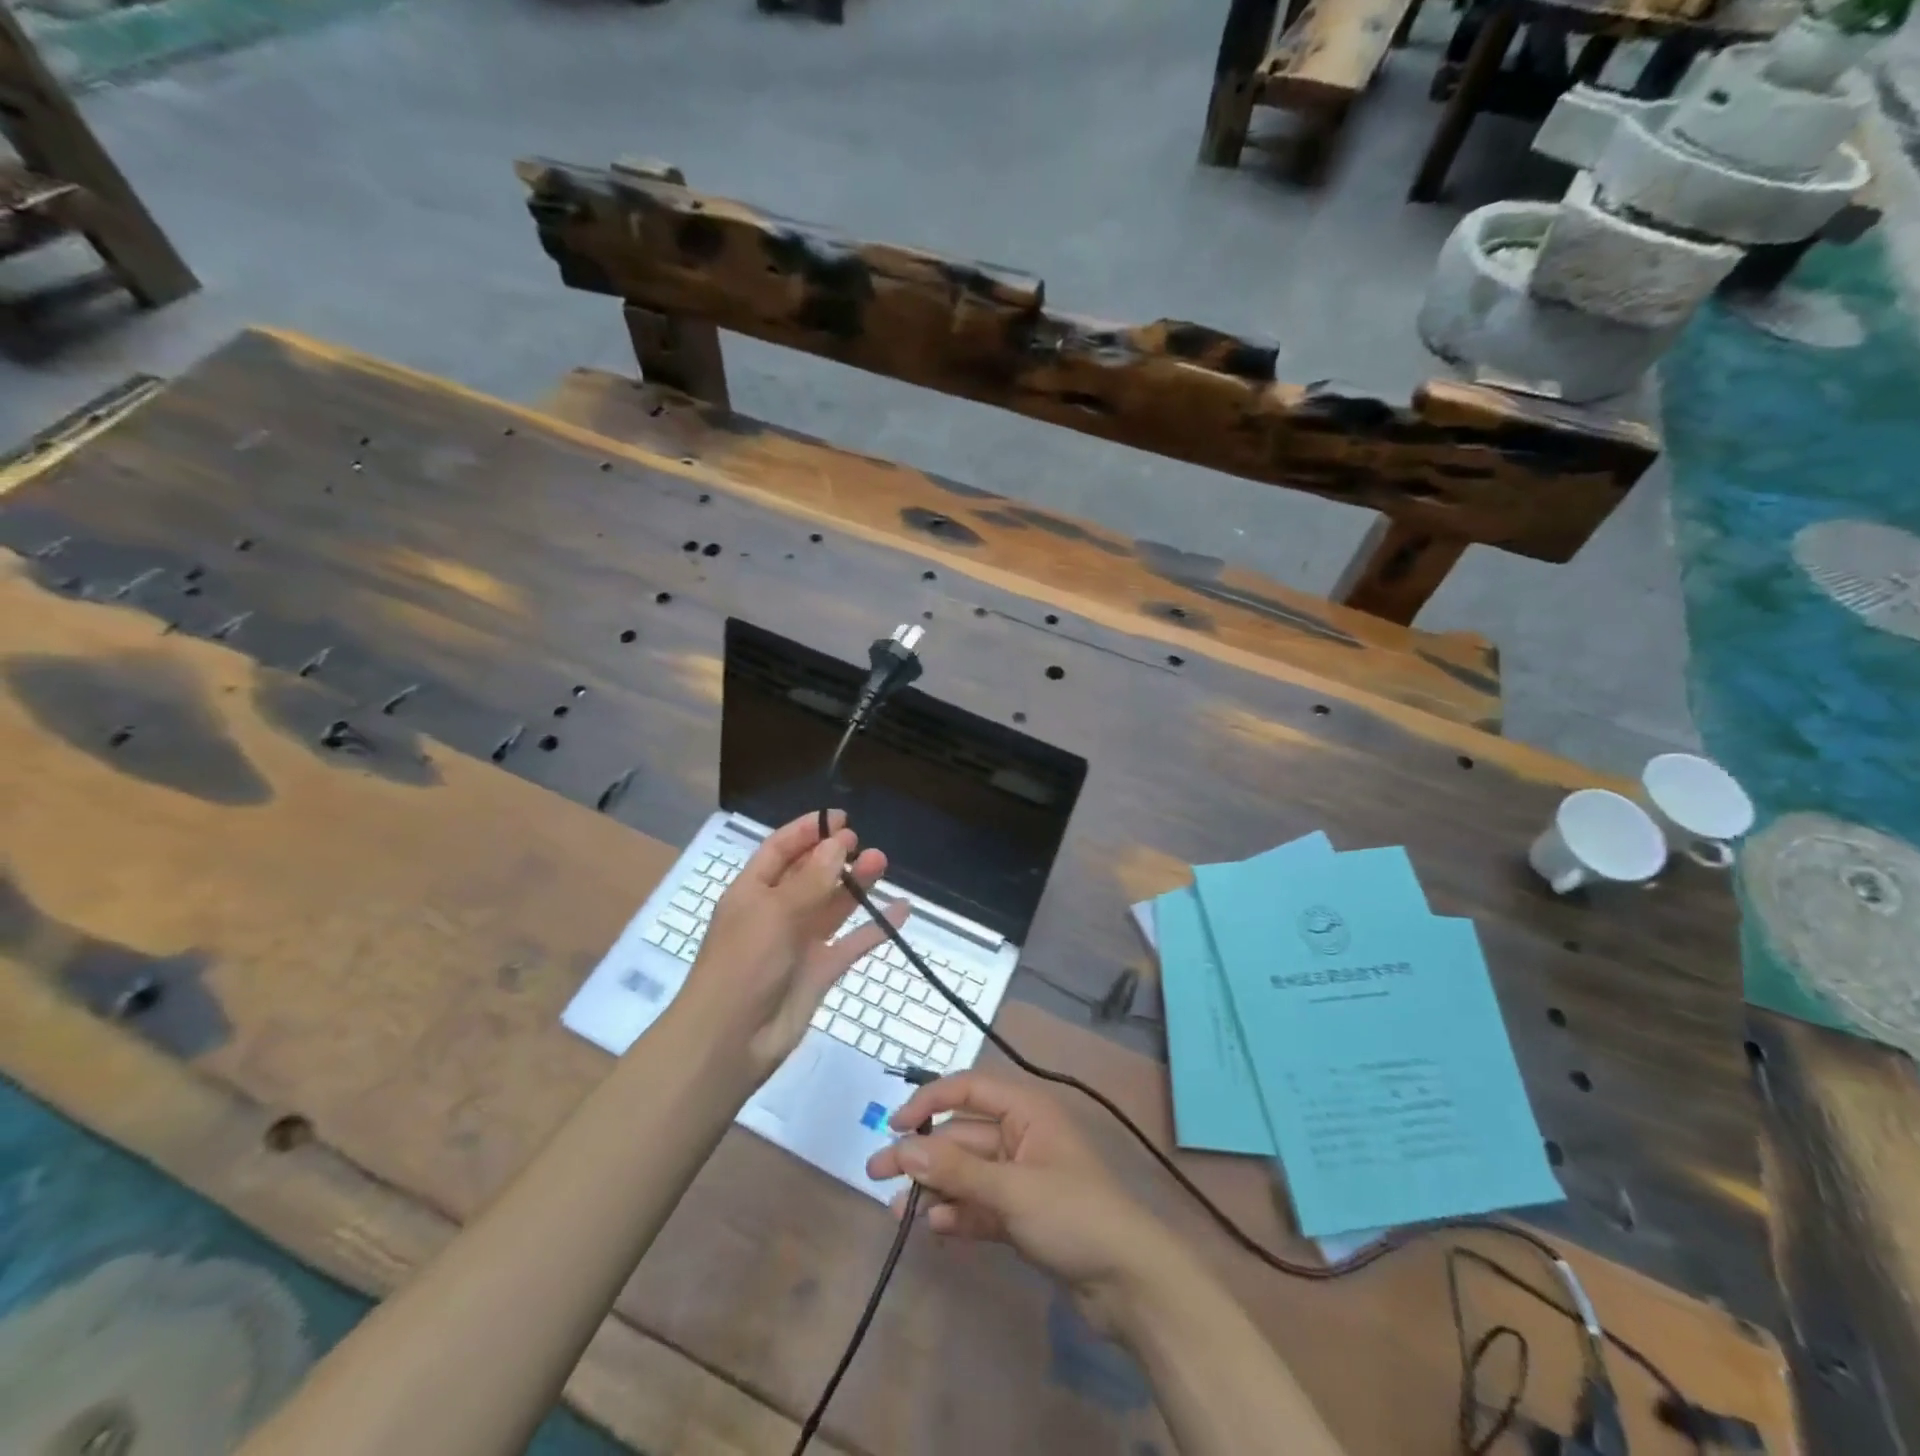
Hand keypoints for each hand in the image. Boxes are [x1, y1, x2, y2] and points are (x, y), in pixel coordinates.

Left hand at [679, 810, 907, 1075]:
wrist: (731, 1041)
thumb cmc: (744, 965)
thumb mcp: (775, 913)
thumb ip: (811, 879)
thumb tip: (839, 844)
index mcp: (752, 892)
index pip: (780, 850)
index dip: (807, 831)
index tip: (839, 818)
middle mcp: (776, 912)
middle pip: (810, 874)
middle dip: (835, 856)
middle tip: (863, 844)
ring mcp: (799, 942)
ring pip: (833, 904)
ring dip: (856, 885)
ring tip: (882, 862)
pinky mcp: (820, 971)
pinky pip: (852, 942)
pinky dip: (875, 927)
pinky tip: (901, 911)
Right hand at [865, 1071, 1173, 1336]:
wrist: (1129, 1283)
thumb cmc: (1074, 1215)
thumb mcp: (1012, 1189)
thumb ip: (957, 1169)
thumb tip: (905, 1147)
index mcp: (1026, 1111)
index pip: (969, 1089)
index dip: (930, 1100)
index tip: (895, 1124)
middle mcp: (1021, 1136)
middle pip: (962, 1135)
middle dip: (922, 1153)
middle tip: (877, 1173)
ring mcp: (1021, 1177)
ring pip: (966, 1173)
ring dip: (934, 1188)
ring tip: (898, 1211)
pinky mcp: (1021, 1215)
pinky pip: (978, 1205)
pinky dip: (957, 1213)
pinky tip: (934, 1227)